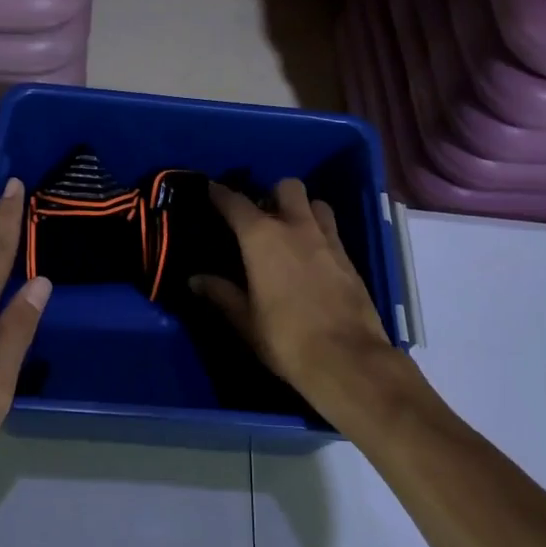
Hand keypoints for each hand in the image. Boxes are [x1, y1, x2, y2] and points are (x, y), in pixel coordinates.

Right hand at [193, 179, 411, 431]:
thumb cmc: (286, 339)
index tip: (211, 189)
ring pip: (316, 204)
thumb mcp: (246, 320)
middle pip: (287, 187)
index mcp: (262, 237)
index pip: (236, 203)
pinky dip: (320, 233)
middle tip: (263, 216)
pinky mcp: (349, 258)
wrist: (348, 359)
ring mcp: (327, 240)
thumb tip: (196, 280)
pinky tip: (312, 257)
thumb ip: (221, 294)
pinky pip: (332, 231)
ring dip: (303, 209)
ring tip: (292, 231)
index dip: (220, 194)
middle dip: (273, 194)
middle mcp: (296, 227)